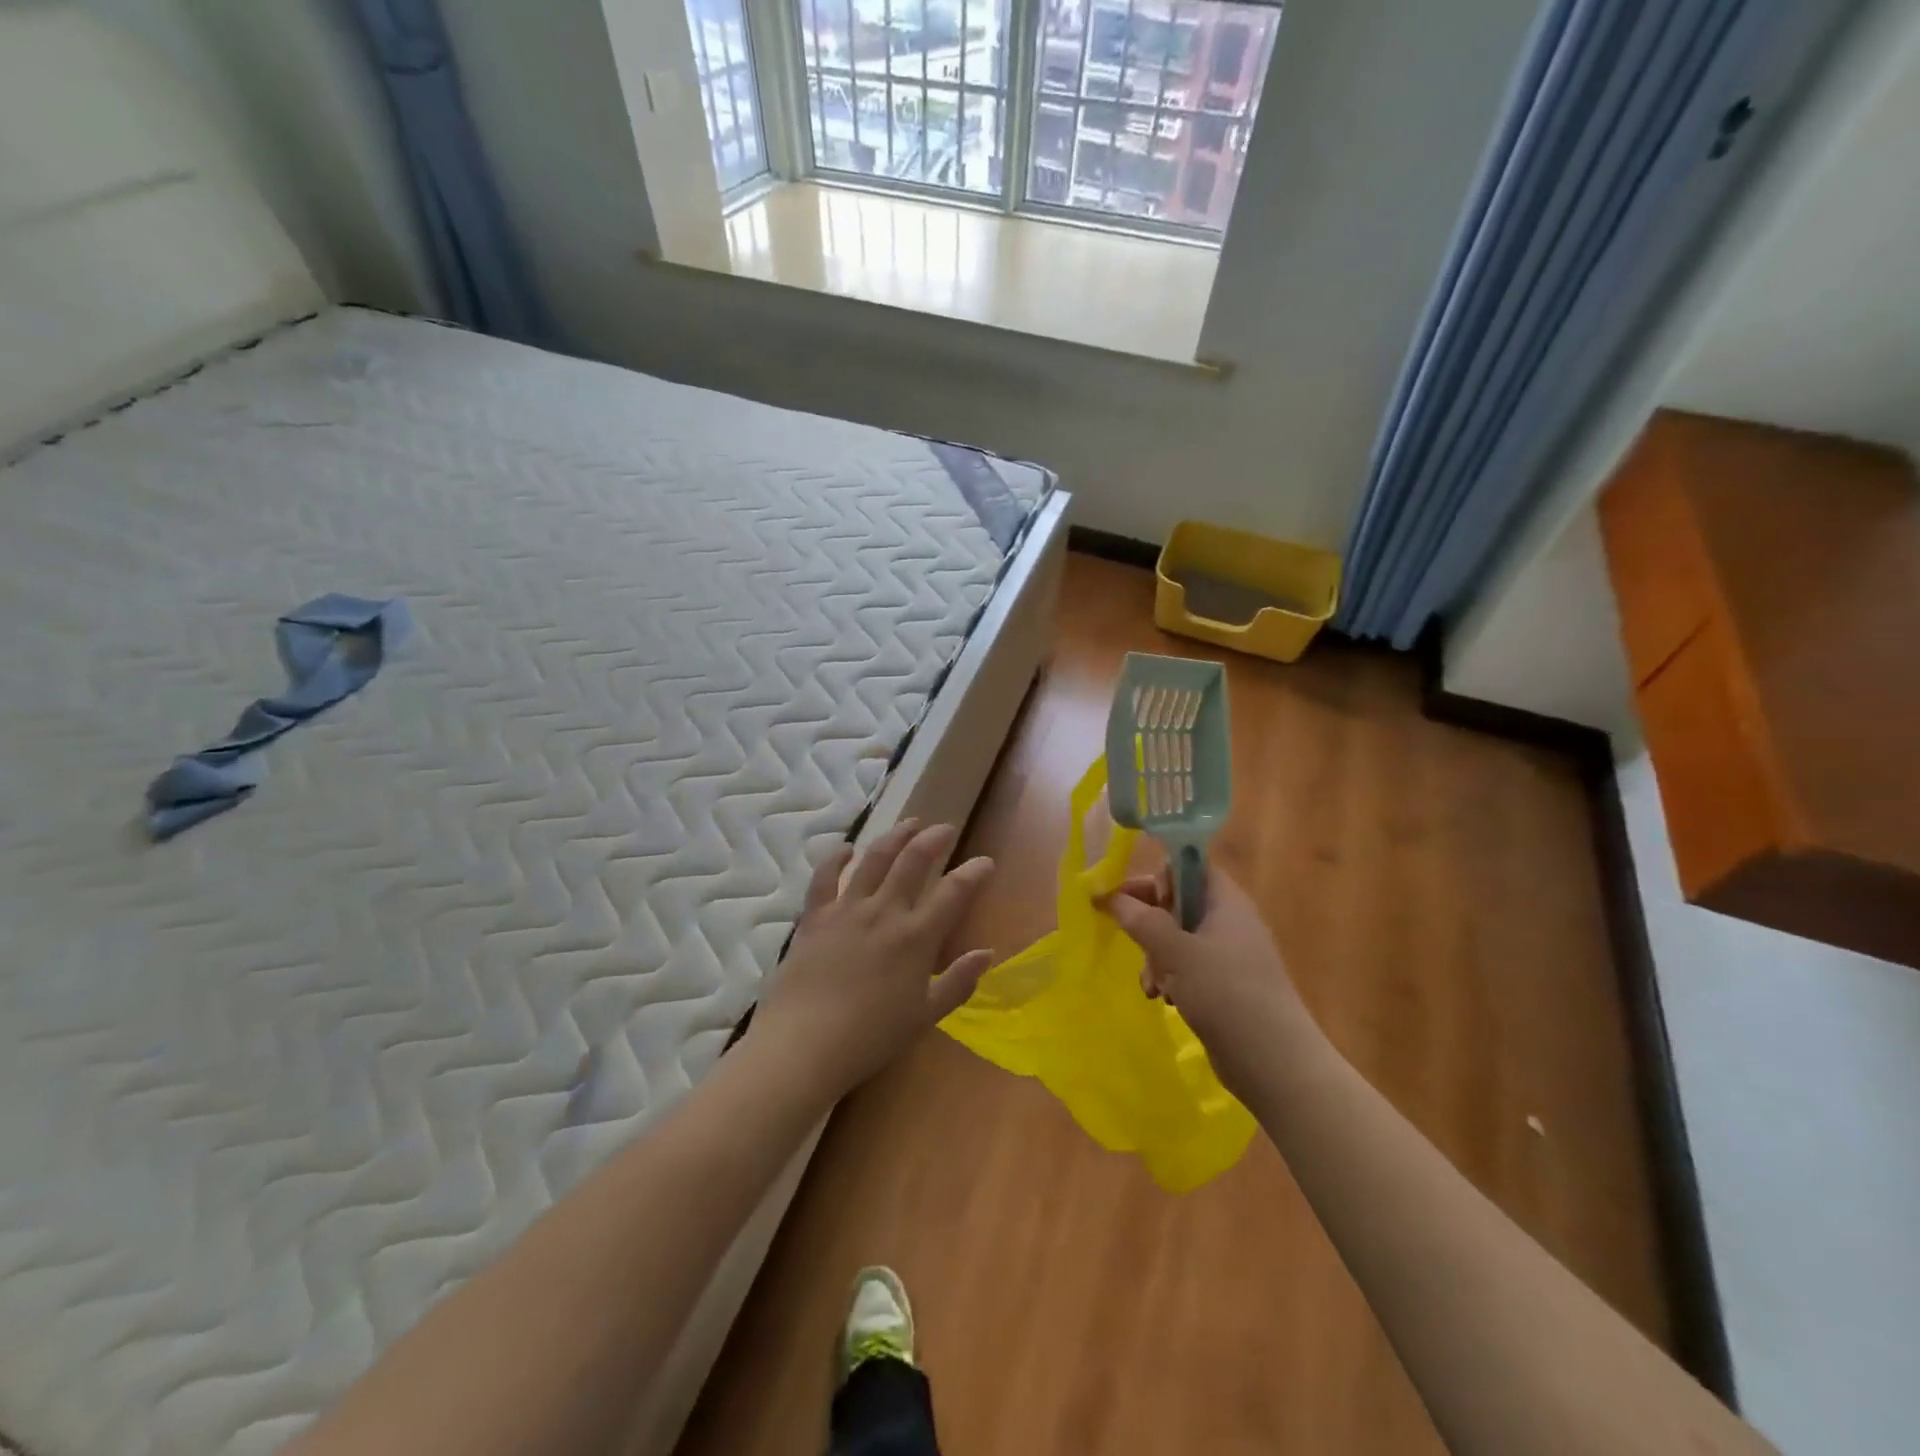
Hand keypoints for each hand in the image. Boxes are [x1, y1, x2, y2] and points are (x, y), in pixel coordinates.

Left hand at [754, 819, 994, 1096]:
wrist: (805, 1045)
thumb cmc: (871, 1038)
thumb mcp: (925, 1016)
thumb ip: (958, 982)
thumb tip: (986, 954)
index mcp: (916, 937)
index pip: (953, 892)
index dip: (974, 872)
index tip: (985, 862)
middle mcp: (884, 912)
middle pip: (914, 861)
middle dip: (934, 839)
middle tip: (945, 828)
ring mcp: (847, 909)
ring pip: (874, 858)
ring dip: (895, 836)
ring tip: (909, 823)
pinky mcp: (815, 916)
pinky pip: (825, 876)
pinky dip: (836, 857)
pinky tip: (846, 848)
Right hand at [1103, 865, 1313, 1095]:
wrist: (1276, 1064)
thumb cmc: (1226, 993)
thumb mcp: (1175, 952)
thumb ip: (1142, 920)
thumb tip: (1112, 897)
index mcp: (1226, 901)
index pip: (1188, 866)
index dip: (1157, 876)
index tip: (1132, 900)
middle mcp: (1229, 921)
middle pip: (1179, 902)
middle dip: (1149, 921)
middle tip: (1128, 937)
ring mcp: (1229, 955)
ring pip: (1179, 938)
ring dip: (1156, 955)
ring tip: (1150, 983)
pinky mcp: (1226, 986)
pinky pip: (1188, 967)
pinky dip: (1171, 977)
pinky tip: (1162, 998)